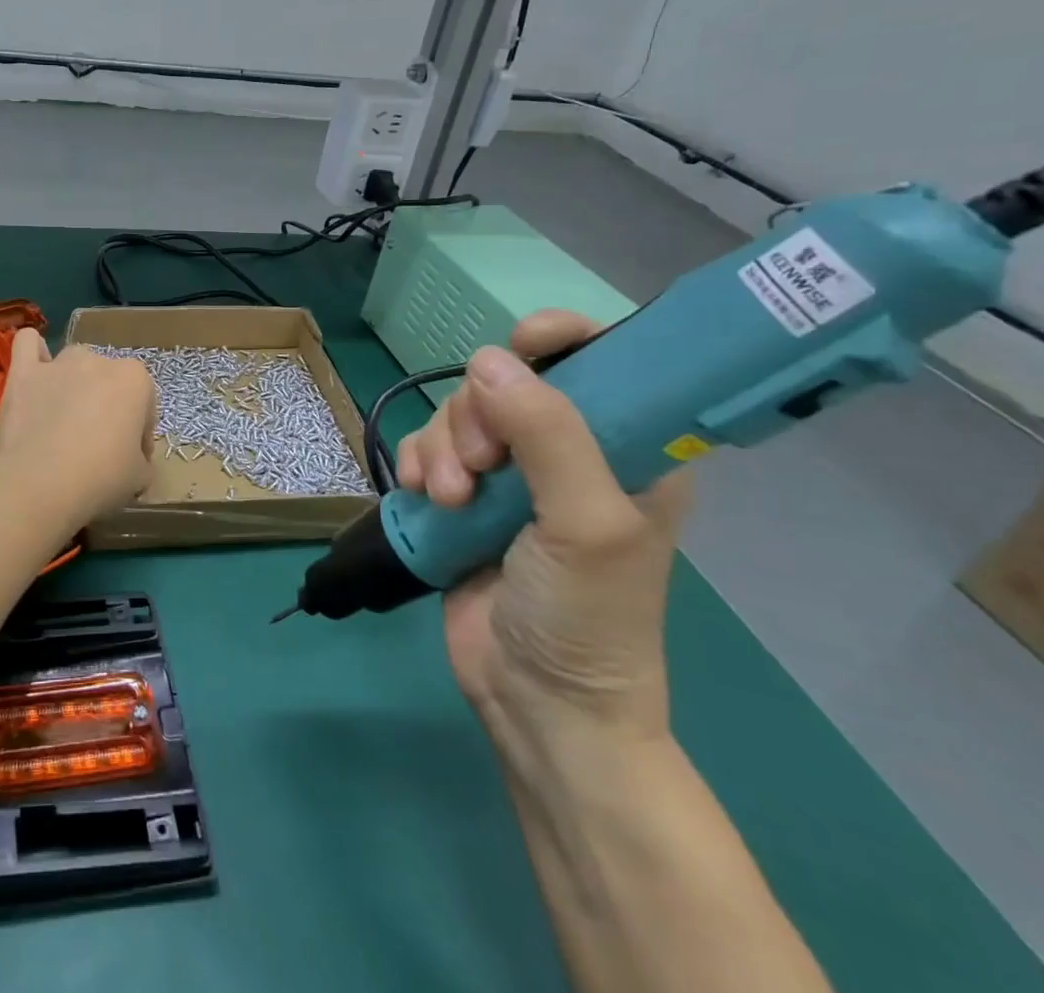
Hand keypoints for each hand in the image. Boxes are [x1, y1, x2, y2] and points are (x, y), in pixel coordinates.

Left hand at [0, 328, 156, 525]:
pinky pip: (28, 343)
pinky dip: (34, 353)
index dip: (139, 434)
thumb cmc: (100, 478)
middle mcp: (99, 360)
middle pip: (109, 381)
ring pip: (74, 362)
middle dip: (106, 406)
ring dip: (74, 383)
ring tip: (64, 417)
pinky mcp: (23, 372)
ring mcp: (59, 363)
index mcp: (135, 380)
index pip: (145, 404)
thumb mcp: (140, 478)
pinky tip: (35, 373)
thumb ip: (141, 460)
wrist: (39, 484)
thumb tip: (134, 461)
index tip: (130, 459)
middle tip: (96, 443)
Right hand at [396, 310, 690, 758]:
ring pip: (458, 414)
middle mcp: (565, 451)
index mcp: (626, 447)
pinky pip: (427, 447)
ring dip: (442, 447)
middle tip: (480, 466)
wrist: (538, 703)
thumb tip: (487, 360)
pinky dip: (417, 463)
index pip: (601, 359)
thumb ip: (548, 435)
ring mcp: (509, 475)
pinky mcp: (462, 496)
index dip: (560, 338)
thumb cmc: (588, 617)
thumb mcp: (587, 524)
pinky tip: (420, 495)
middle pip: (506, 382)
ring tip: (447, 499)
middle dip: (478, 415)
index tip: (522, 346)